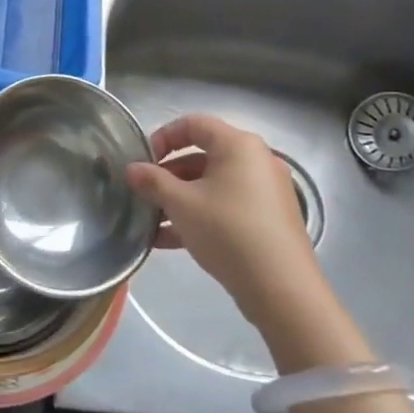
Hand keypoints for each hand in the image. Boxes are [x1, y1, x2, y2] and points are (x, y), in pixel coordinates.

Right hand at [126, 114, 324, 330]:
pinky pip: (228, 205)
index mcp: (238, 145)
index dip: (163, 137)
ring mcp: (266, 191)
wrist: (281, 288)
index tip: (143, 160)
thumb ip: (153, 182)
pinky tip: (171, 240)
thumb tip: (132, 169)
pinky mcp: (269, 219)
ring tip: (152, 221)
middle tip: (145, 194)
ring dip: (181, 199)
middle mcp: (256, 160)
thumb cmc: (227, 231)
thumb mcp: (181, 204)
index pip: (194, 124)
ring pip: (213, 185)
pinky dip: (201, 215)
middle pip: (203, 155)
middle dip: (169, 175)